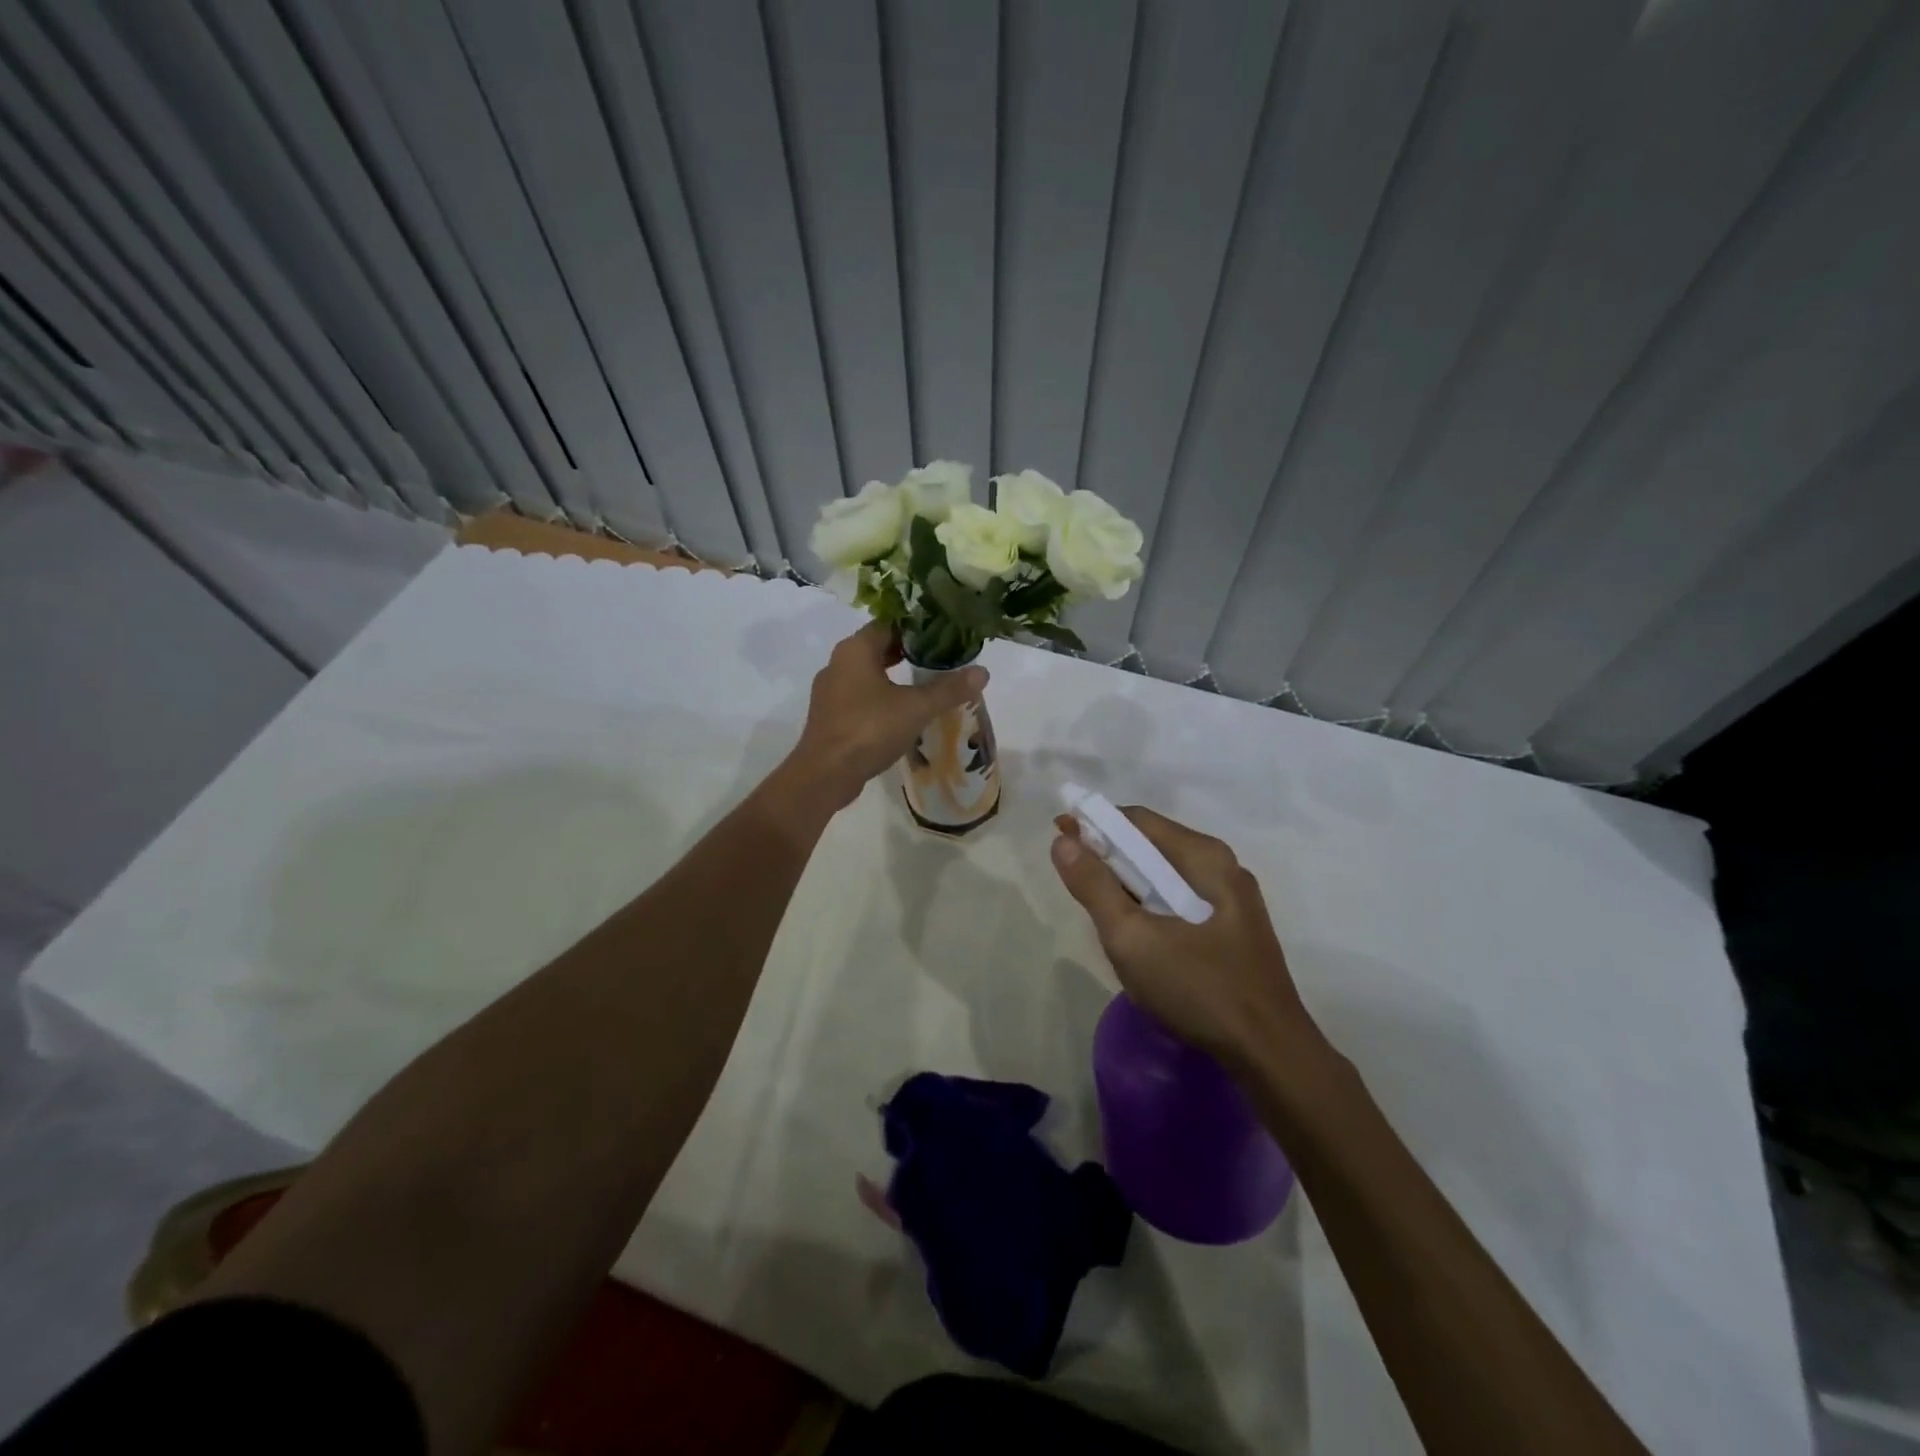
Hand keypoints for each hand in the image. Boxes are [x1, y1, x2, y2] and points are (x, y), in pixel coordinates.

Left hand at [788, 622, 987, 810]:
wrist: (826, 774)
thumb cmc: (869, 729)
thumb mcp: (916, 708)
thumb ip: (949, 689)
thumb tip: (982, 672)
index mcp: (855, 649)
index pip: (889, 624)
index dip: (917, 628)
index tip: (943, 636)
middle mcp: (838, 663)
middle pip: (877, 648)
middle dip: (907, 652)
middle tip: (940, 660)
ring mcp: (829, 691)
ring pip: (867, 674)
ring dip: (893, 677)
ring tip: (924, 686)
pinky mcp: (829, 716)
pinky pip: (859, 697)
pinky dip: (880, 698)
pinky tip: (900, 714)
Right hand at [1050, 806, 1322, 1068]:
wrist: (1270, 1055)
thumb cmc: (1199, 988)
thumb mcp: (1133, 938)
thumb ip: (1094, 887)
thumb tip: (1063, 841)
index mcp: (1205, 857)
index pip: (1137, 821)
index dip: (1094, 826)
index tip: (1060, 841)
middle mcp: (1223, 867)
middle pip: (1153, 846)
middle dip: (1110, 860)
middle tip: (1078, 890)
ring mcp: (1233, 900)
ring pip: (1166, 877)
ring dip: (1129, 888)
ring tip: (1105, 920)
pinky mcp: (1234, 929)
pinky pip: (1181, 902)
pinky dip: (1152, 907)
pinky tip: (1140, 941)